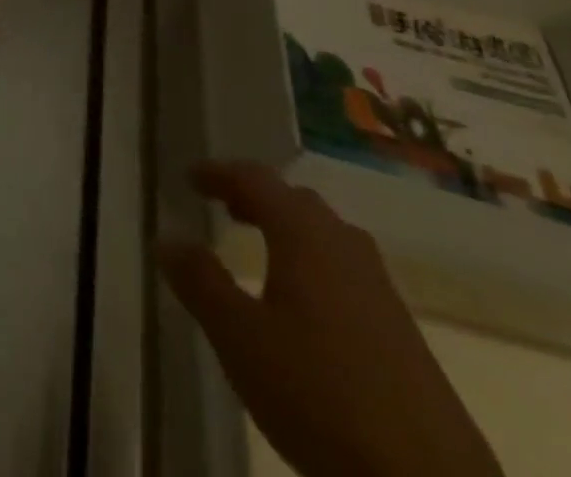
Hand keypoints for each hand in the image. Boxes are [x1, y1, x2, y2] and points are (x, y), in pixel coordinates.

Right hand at [158, 162, 502, 476]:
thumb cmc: (319, 396)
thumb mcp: (239, 339)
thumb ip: (200, 282)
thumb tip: (167, 237)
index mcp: (304, 236)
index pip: (256, 180)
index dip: (220, 173)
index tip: (191, 178)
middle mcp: (345, 248)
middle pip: (297, 202)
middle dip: (257, 198)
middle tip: (224, 207)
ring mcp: (381, 290)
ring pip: (327, 237)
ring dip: (289, 230)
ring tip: (260, 250)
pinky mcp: (403, 333)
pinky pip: (347, 272)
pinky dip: (315, 265)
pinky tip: (304, 307)